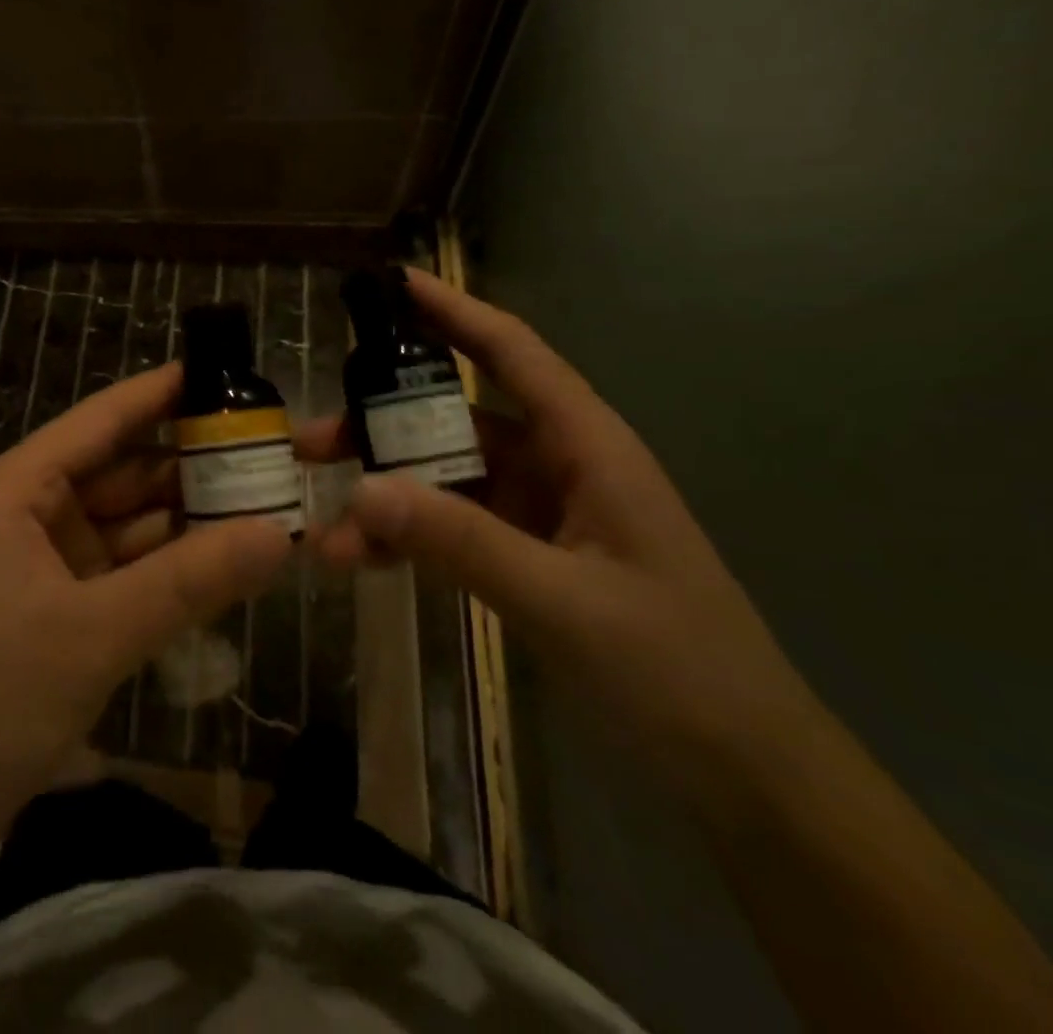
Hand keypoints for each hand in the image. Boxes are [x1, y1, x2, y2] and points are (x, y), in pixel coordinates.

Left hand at [0, 363, 291, 832]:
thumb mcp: (95, 632)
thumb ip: (189, 580)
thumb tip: (279, 534)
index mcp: (18, 490)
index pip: (99, 421)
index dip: (159, 394)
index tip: (222, 372)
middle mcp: (30, 514)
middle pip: (121, 472)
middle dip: (190, 466)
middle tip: (269, 455)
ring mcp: (45, 564)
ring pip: (128, 525)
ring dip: (187, 520)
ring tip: (264, 503)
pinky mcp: (59, 610)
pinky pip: (125, 571)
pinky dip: (169, 568)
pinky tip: (224, 562)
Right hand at [305, 268, 821, 807]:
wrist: (743, 771)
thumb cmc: (676, 668)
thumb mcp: (563, 600)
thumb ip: (461, 540)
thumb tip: (361, 487)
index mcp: (586, 446)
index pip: (512, 353)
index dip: (453, 311)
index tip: (392, 282)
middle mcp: (558, 465)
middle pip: (455, 420)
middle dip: (381, 426)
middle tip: (309, 441)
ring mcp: (539, 513)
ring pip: (445, 481)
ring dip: (387, 499)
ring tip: (326, 531)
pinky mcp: (525, 556)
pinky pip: (452, 529)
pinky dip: (409, 540)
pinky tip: (364, 563)